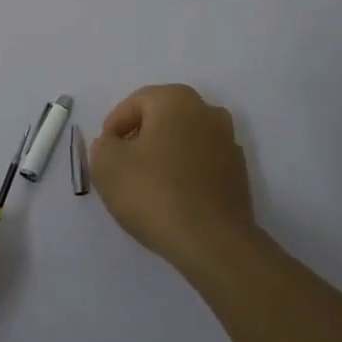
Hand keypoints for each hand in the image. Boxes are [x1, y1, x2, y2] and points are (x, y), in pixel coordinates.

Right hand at [92, 84, 258, 276]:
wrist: (213, 242)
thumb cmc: (154, 193)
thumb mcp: (107, 165)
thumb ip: (103, 146)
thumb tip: (114, 145)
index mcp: (176, 99)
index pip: (134, 104)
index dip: (113, 128)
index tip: (105, 154)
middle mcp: (207, 111)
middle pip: (161, 119)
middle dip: (139, 139)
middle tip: (122, 168)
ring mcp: (228, 142)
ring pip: (183, 141)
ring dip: (164, 156)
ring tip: (146, 187)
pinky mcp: (238, 174)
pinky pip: (201, 164)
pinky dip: (185, 174)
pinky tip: (172, 200)